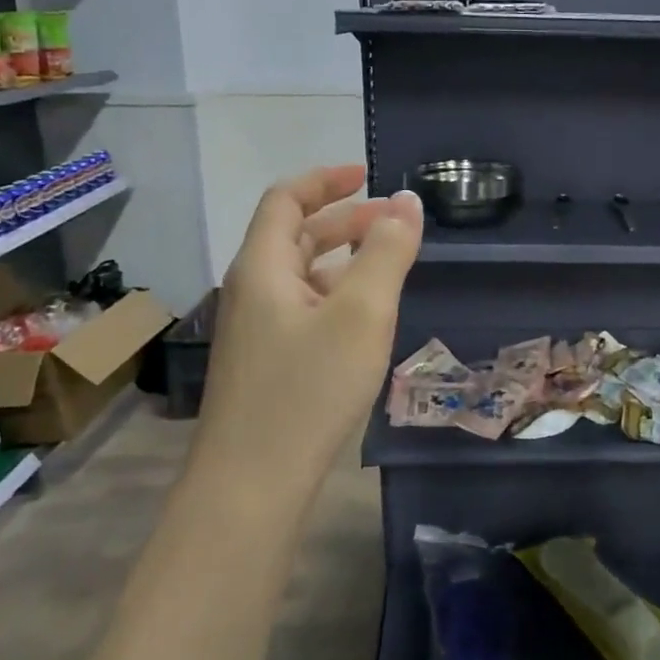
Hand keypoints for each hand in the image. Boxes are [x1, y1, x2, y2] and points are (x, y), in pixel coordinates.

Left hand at [194, 164, 423, 495]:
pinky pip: (304, 309)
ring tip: (389, 264)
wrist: (252, 484)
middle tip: (395, 224)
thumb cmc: (309, 389)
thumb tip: (407, 203)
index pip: (286, 199)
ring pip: (302, 276)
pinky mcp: (267, 364)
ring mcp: (256, 331)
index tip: (368, 174)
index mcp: (263, 267)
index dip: (326, 180)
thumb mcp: (362, 313)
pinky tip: (365, 318)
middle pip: (295, 236)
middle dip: (345, 220)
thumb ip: (387, 253)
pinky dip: (337, 294)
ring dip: (344, 258)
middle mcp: (252, 290)